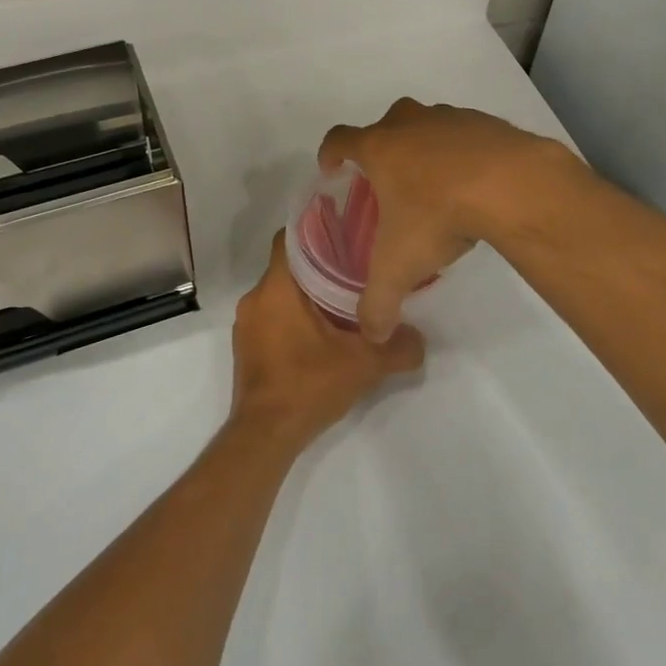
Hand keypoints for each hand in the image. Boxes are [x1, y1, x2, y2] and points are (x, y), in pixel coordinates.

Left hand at [231, 232, 424, 452]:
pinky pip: (271, 317)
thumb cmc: (308, 385)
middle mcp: (255, 298)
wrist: (265, 434)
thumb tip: (420, 338)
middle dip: (320, 266)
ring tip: (342, 303)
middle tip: (355, 271)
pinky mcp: (246, 346)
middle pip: (288, 266)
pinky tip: (320, 335)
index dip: (316, 231)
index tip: (345, 235)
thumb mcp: (364, 365)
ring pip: (280, 294)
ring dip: (307, 295)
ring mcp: (247, 324)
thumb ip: (398, 348)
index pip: (289, 238)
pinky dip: (293, 317)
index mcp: (277, 288)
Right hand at [319, 98, 572, 341]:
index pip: (339, 139)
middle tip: (388, 182)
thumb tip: (372, 334)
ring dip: (425, 149)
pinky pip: (466, 135)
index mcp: (379, 147)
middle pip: (386, 126)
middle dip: (382, 149)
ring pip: (428, 126)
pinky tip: (476, 184)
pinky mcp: (488, 123)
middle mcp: (410, 124)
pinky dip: (464, 153)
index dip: (330, 152)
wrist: (512, 185)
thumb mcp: (400, 267)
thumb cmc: (439, 215)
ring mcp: (451, 118)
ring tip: (436, 186)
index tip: (331, 168)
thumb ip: (378, 302)